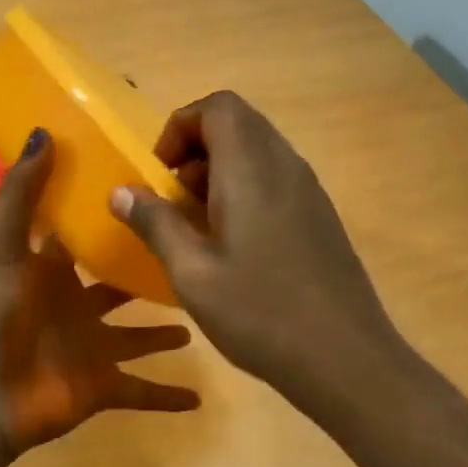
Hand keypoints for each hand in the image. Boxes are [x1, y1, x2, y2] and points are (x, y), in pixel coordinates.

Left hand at [0, 130, 199, 463]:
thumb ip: (23, 193)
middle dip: (145, 273)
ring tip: (201, 313)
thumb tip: (43, 132)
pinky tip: (201, 398)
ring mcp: (89, 350)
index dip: (110, 219)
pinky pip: (141, 392)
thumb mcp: (3, 246)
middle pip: (116, 287)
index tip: (151, 195)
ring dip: (163, 332)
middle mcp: (73, 308)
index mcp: (49, 272)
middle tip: (191, 253)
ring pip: (136, 338)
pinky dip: (167, 396)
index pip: (84, 240)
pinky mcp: (101, 388)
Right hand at [108, 92, 405, 415]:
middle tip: (173, 199)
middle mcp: (285, 166)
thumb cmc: (260, 312)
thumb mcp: (191, 272)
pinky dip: (244, 191)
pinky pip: (275, 180)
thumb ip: (155, 224)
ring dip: (218, 173)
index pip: (218, 107)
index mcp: (251, 169)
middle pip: (238, 124)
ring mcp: (309, 191)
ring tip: (197, 226)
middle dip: (195, 150)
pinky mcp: (320, 217)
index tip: (160, 174)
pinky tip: (232, 247)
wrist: (346, 359)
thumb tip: (121, 191)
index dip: (180, 127)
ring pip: (257, 152)